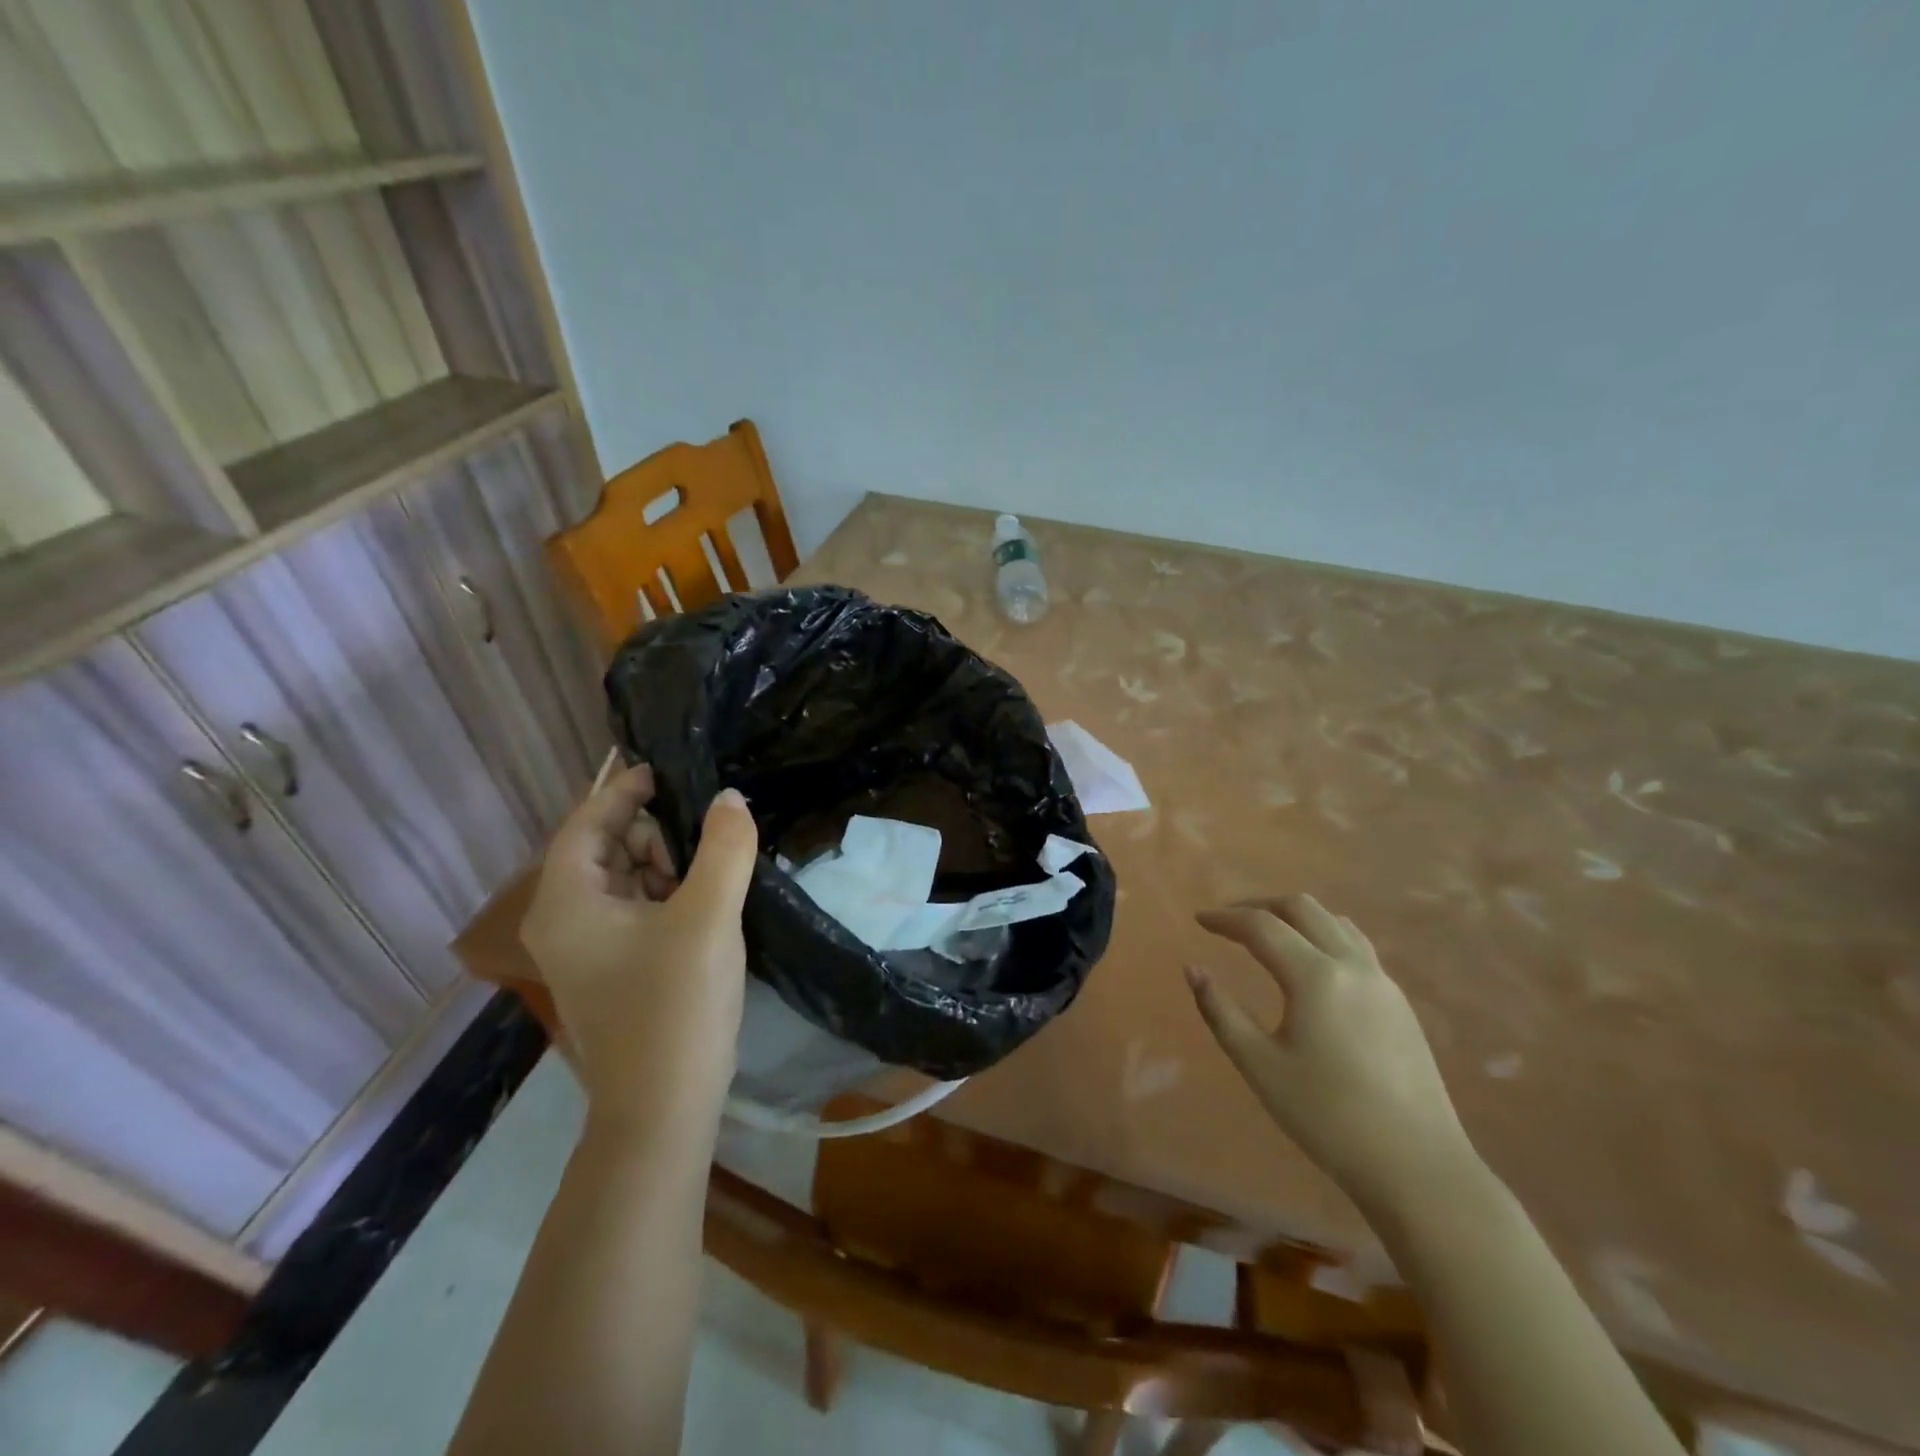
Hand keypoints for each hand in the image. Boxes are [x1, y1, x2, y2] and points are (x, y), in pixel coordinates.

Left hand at [520, 765, 758, 1123]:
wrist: (663, 1109)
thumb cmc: (675, 1006)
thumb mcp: (708, 917)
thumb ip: (724, 848)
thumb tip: (729, 798)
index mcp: (567, 902)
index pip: (586, 822)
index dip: (623, 790)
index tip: (665, 769)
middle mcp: (564, 920)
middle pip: (604, 847)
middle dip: (653, 833)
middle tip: (706, 844)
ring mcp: (585, 948)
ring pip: (623, 878)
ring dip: (665, 864)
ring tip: (710, 876)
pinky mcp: (611, 968)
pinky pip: (634, 908)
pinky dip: (666, 893)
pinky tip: (704, 903)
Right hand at [1186, 894, 1475, 1211]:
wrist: (1418, 1168)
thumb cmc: (1328, 1118)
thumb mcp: (1260, 1066)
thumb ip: (1221, 1012)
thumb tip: (1193, 969)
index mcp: (1315, 977)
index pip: (1261, 926)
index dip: (1225, 919)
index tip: (1199, 920)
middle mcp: (1351, 965)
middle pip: (1301, 908)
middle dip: (1259, 906)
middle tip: (1228, 922)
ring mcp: (1381, 980)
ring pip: (1333, 920)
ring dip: (1294, 915)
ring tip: (1267, 933)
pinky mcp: (1398, 1001)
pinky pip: (1355, 943)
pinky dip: (1322, 933)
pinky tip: (1310, 961)